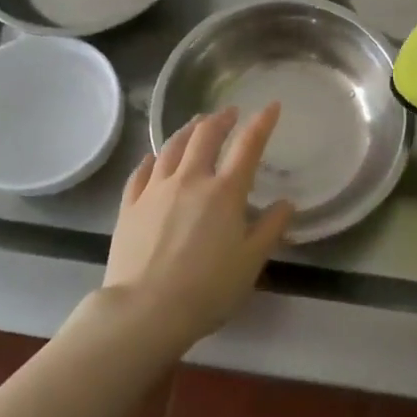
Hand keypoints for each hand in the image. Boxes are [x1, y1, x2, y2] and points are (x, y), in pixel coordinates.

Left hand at [103, 105, 293, 347]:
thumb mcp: (251, 262)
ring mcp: (155, 190)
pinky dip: (152, 159)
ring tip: (195, 124)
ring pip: (171, 147)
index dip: (262, 122)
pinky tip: (153, 157)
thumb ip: (271, 228)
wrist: (145, 310)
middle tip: (229, 112)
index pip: (248, 146)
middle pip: (205, 136)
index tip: (271, 106)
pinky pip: (141, 172)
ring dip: (187, 131)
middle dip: (221, 119)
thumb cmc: (207, 289)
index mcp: (224, 192)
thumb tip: (286, 203)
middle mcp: (190, 180)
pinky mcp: (130, 205)